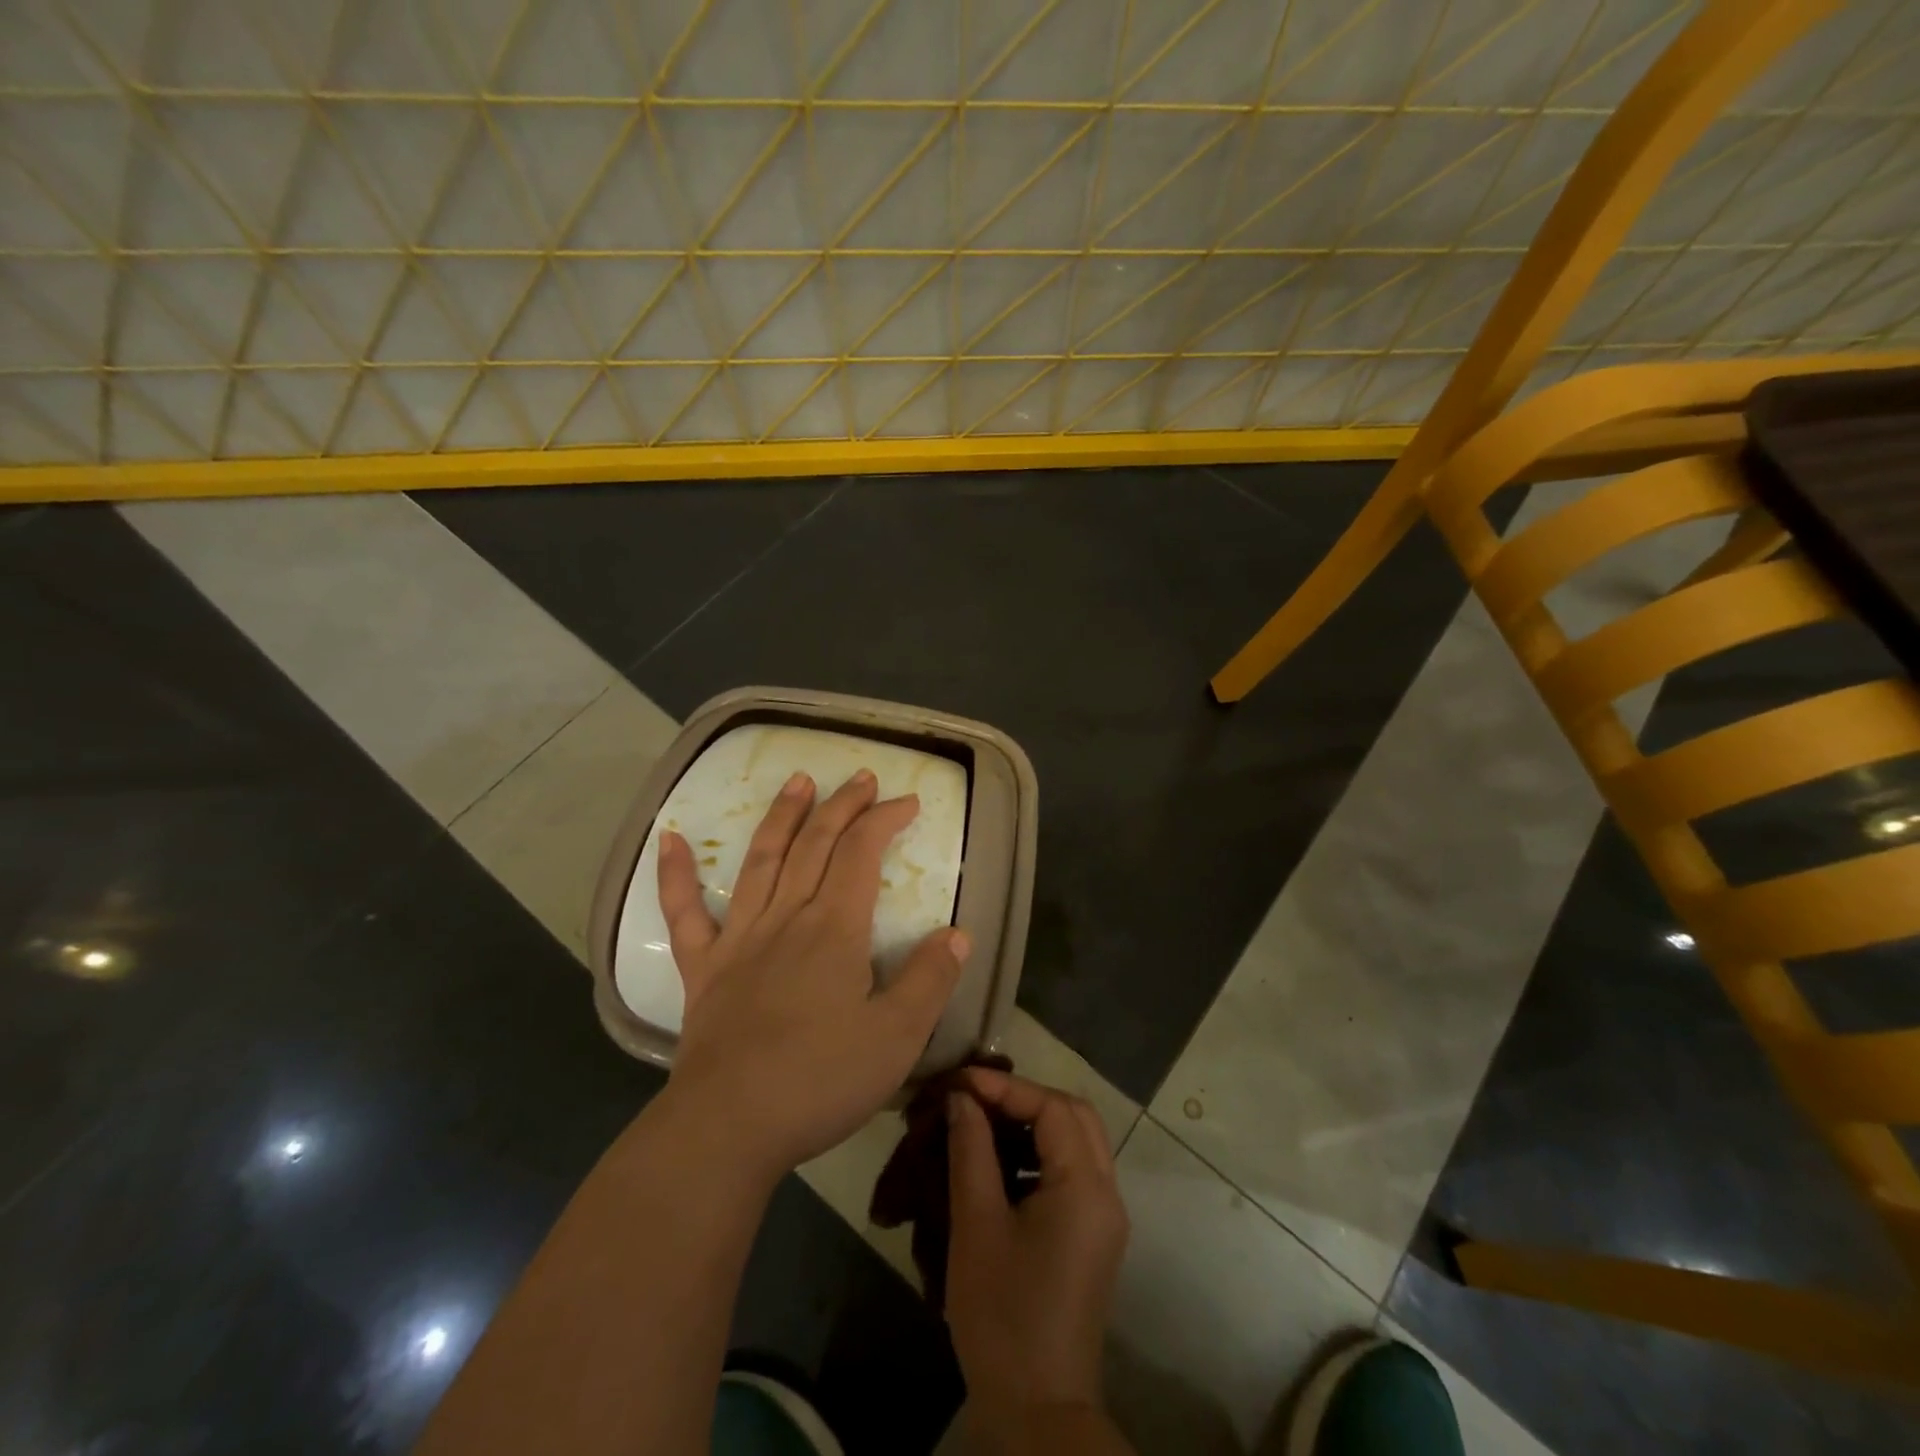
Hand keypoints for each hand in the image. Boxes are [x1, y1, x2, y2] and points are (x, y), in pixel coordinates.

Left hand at [656, 768, 970, 1178]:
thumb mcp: (897, 1038)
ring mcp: (739, 940)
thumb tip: (957, 933)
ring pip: (761, 861)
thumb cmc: (820, 1082)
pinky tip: (668, 838)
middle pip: (815, 845)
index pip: (863, 854)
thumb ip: (930, 980)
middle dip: (842, 806)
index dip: (885, 820)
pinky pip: (684, 913)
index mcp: (834, 929)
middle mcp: (786, 918)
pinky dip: (675, 874)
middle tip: (860, 776)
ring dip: (781, 817)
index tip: (908, 802)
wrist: (728, 1128)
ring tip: (796, 781)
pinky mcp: (703, 969)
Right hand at [945, 1068, 1130, 1435]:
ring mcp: (1104, 1217)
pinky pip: (1073, 1170)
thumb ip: (970, 1150)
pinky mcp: (1093, 1237)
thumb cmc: (1004, 1316)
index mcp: (1086, 1187)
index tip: (960, 1083)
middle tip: (978, 1098)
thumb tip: (961, 1099)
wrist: (1038, 1412)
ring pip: (1078, 1140)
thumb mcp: (977, 1225)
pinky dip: (1041, 1152)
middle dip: (1026, 1097)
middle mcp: (1107, 1193)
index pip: (1052, 1107)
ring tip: (985, 1122)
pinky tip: (1002, 1162)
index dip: (1006, 1087)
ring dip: (1035, 1122)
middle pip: (1075, 1115)